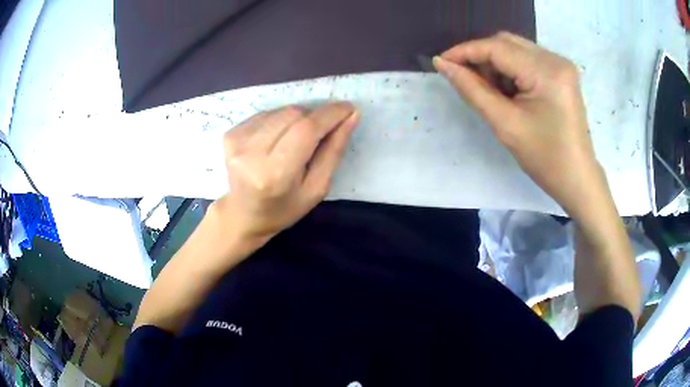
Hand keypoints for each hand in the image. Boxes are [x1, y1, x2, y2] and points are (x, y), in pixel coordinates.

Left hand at [209, 103, 358, 253]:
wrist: (243, 214)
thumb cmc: (284, 209)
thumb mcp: (317, 188)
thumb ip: (334, 150)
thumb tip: (351, 115)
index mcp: (275, 174)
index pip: (306, 130)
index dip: (330, 114)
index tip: (349, 108)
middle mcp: (251, 153)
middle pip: (294, 114)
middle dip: (315, 117)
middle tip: (323, 131)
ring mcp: (237, 141)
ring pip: (281, 111)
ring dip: (297, 119)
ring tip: (296, 141)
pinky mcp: (230, 133)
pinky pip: (267, 114)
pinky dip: (280, 120)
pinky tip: (278, 139)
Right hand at [433, 32, 608, 219]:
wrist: (576, 178)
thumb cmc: (544, 159)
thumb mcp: (505, 124)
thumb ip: (472, 89)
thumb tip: (442, 64)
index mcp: (546, 72)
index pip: (497, 47)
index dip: (465, 51)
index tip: (441, 62)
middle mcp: (555, 59)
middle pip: (506, 43)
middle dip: (481, 57)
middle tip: (466, 79)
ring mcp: (560, 64)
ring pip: (515, 49)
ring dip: (496, 64)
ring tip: (491, 91)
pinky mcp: (561, 73)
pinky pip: (527, 59)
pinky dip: (511, 69)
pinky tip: (508, 90)